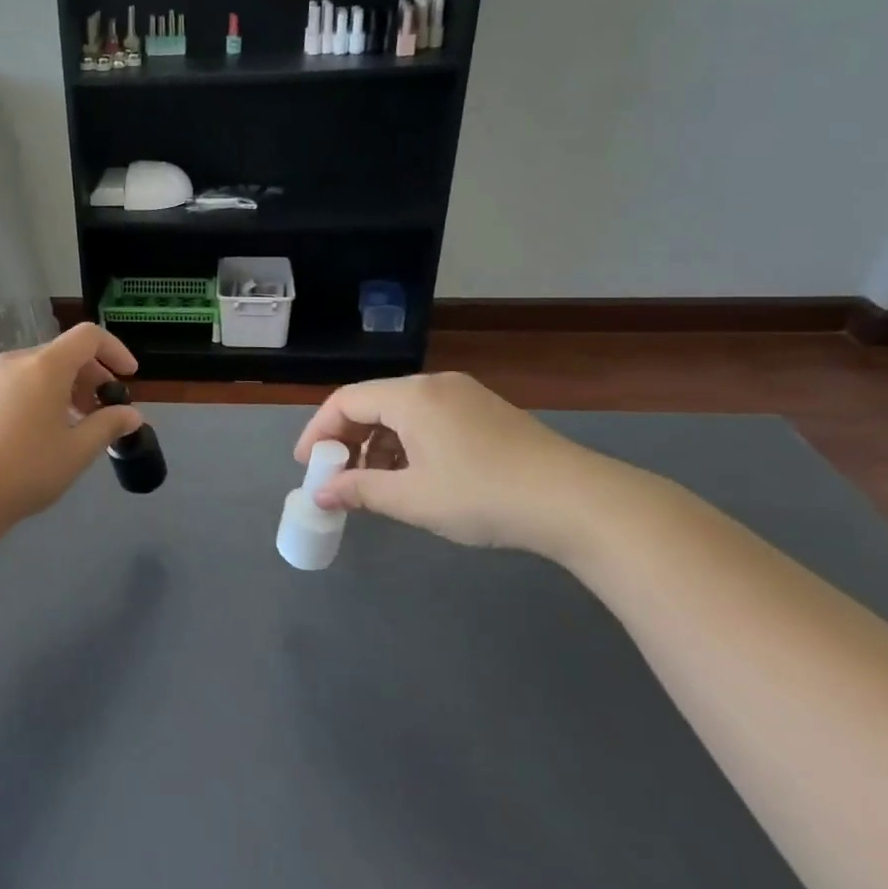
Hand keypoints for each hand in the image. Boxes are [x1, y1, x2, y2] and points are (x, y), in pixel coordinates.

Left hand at [0, 324, 142, 524]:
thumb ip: (109, 425)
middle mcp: (19, 361)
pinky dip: (45, 393)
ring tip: (79, 423)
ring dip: (70, 386)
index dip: (115, 350)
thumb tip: (132, 415)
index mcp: (45, 365)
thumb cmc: (28, 469)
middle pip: (66, 352)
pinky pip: (23, 381)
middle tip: (105, 410)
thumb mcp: (78, 450)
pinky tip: (48, 429)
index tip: (129, 377)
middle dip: (93, 375)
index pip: (88, 336)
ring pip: (43, 368)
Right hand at [294, 372, 614, 556]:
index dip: (319, 432)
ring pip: (401, 413)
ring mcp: (465, 396)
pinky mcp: (487, 413)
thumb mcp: (413, 499)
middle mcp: (435, 385)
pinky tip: (413, 477)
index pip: (346, 401)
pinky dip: (407, 444)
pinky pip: (429, 420)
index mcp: (412, 396)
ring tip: (374, 484)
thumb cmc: (484, 496)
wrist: (580, 503)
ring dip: (377, 445)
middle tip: (336, 477)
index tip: (308, 466)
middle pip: (372, 403)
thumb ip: (359, 491)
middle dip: (347, 439)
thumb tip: (320, 494)